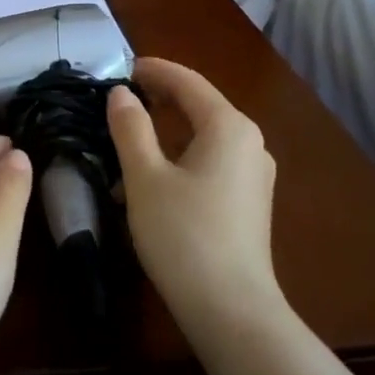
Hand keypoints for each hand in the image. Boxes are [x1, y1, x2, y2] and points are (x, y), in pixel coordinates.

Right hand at [107, 58, 278, 322]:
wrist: (231, 308)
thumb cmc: (183, 234)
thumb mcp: (145, 177)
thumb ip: (130, 128)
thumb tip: (121, 94)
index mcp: (229, 127)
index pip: (188, 82)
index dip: (154, 70)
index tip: (121, 66)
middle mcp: (249, 142)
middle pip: (200, 105)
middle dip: (160, 97)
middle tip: (121, 96)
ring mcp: (253, 174)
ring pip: (204, 136)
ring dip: (167, 130)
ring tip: (129, 135)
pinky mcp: (248, 201)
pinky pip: (211, 161)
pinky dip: (181, 155)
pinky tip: (152, 176)